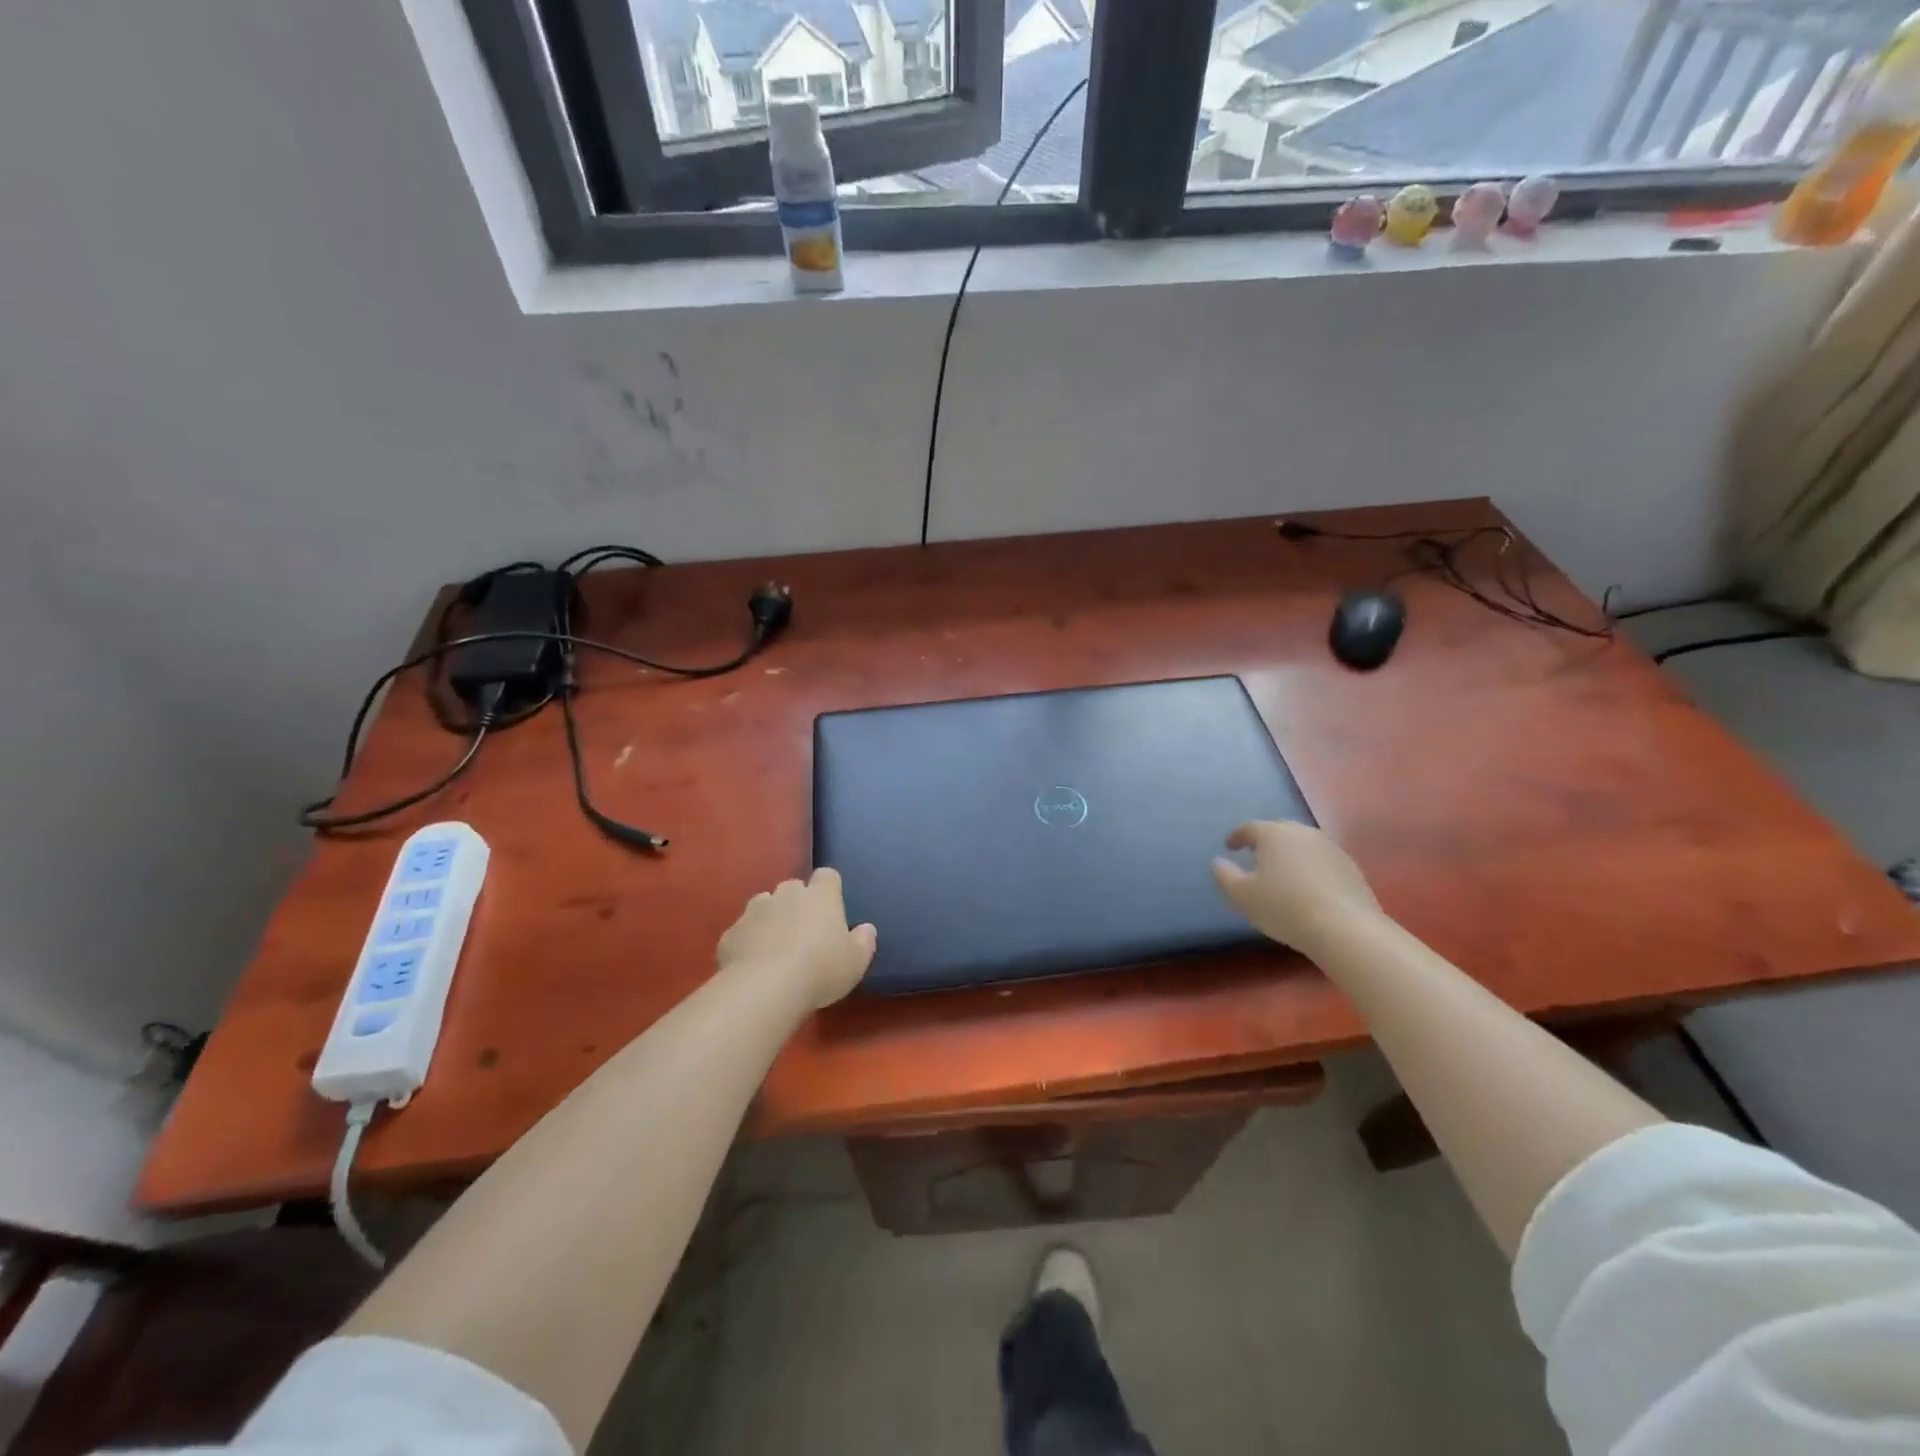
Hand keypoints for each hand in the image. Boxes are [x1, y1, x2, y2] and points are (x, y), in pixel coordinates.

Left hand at [717, 868, 877, 1009]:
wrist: (764, 989)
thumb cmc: (820, 970)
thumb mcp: (855, 962)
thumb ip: (863, 941)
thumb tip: (866, 928)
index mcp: (820, 896)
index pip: (827, 876)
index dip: (829, 889)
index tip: (831, 908)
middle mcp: (786, 894)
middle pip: (793, 888)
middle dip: (797, 903)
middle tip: (803, 932)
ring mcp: (755, 911)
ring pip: (764, 904)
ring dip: (770, 918)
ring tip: (775, 947)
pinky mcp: (731, 933)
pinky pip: (743, 931)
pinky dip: (748, 941)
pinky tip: (752, 964)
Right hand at [1212, 821, 1382, 954]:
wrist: (1345, 929)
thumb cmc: (1284, 908)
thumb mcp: (1242, 896)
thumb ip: (1224, 876)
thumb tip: (1218, 862)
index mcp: (1273, 834)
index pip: (1249, 828)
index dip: (1236, 836)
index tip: (1229, 846)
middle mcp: (1302, 833)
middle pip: (1278, 830)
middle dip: (1265, 841)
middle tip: (1256, 856)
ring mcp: (1330, 848)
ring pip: (1302, 844)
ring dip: (1290, 853)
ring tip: (1282, 872)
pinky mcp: (1350, 866)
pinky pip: (1321, 859)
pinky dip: (1310, 867)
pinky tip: (1308, 887)